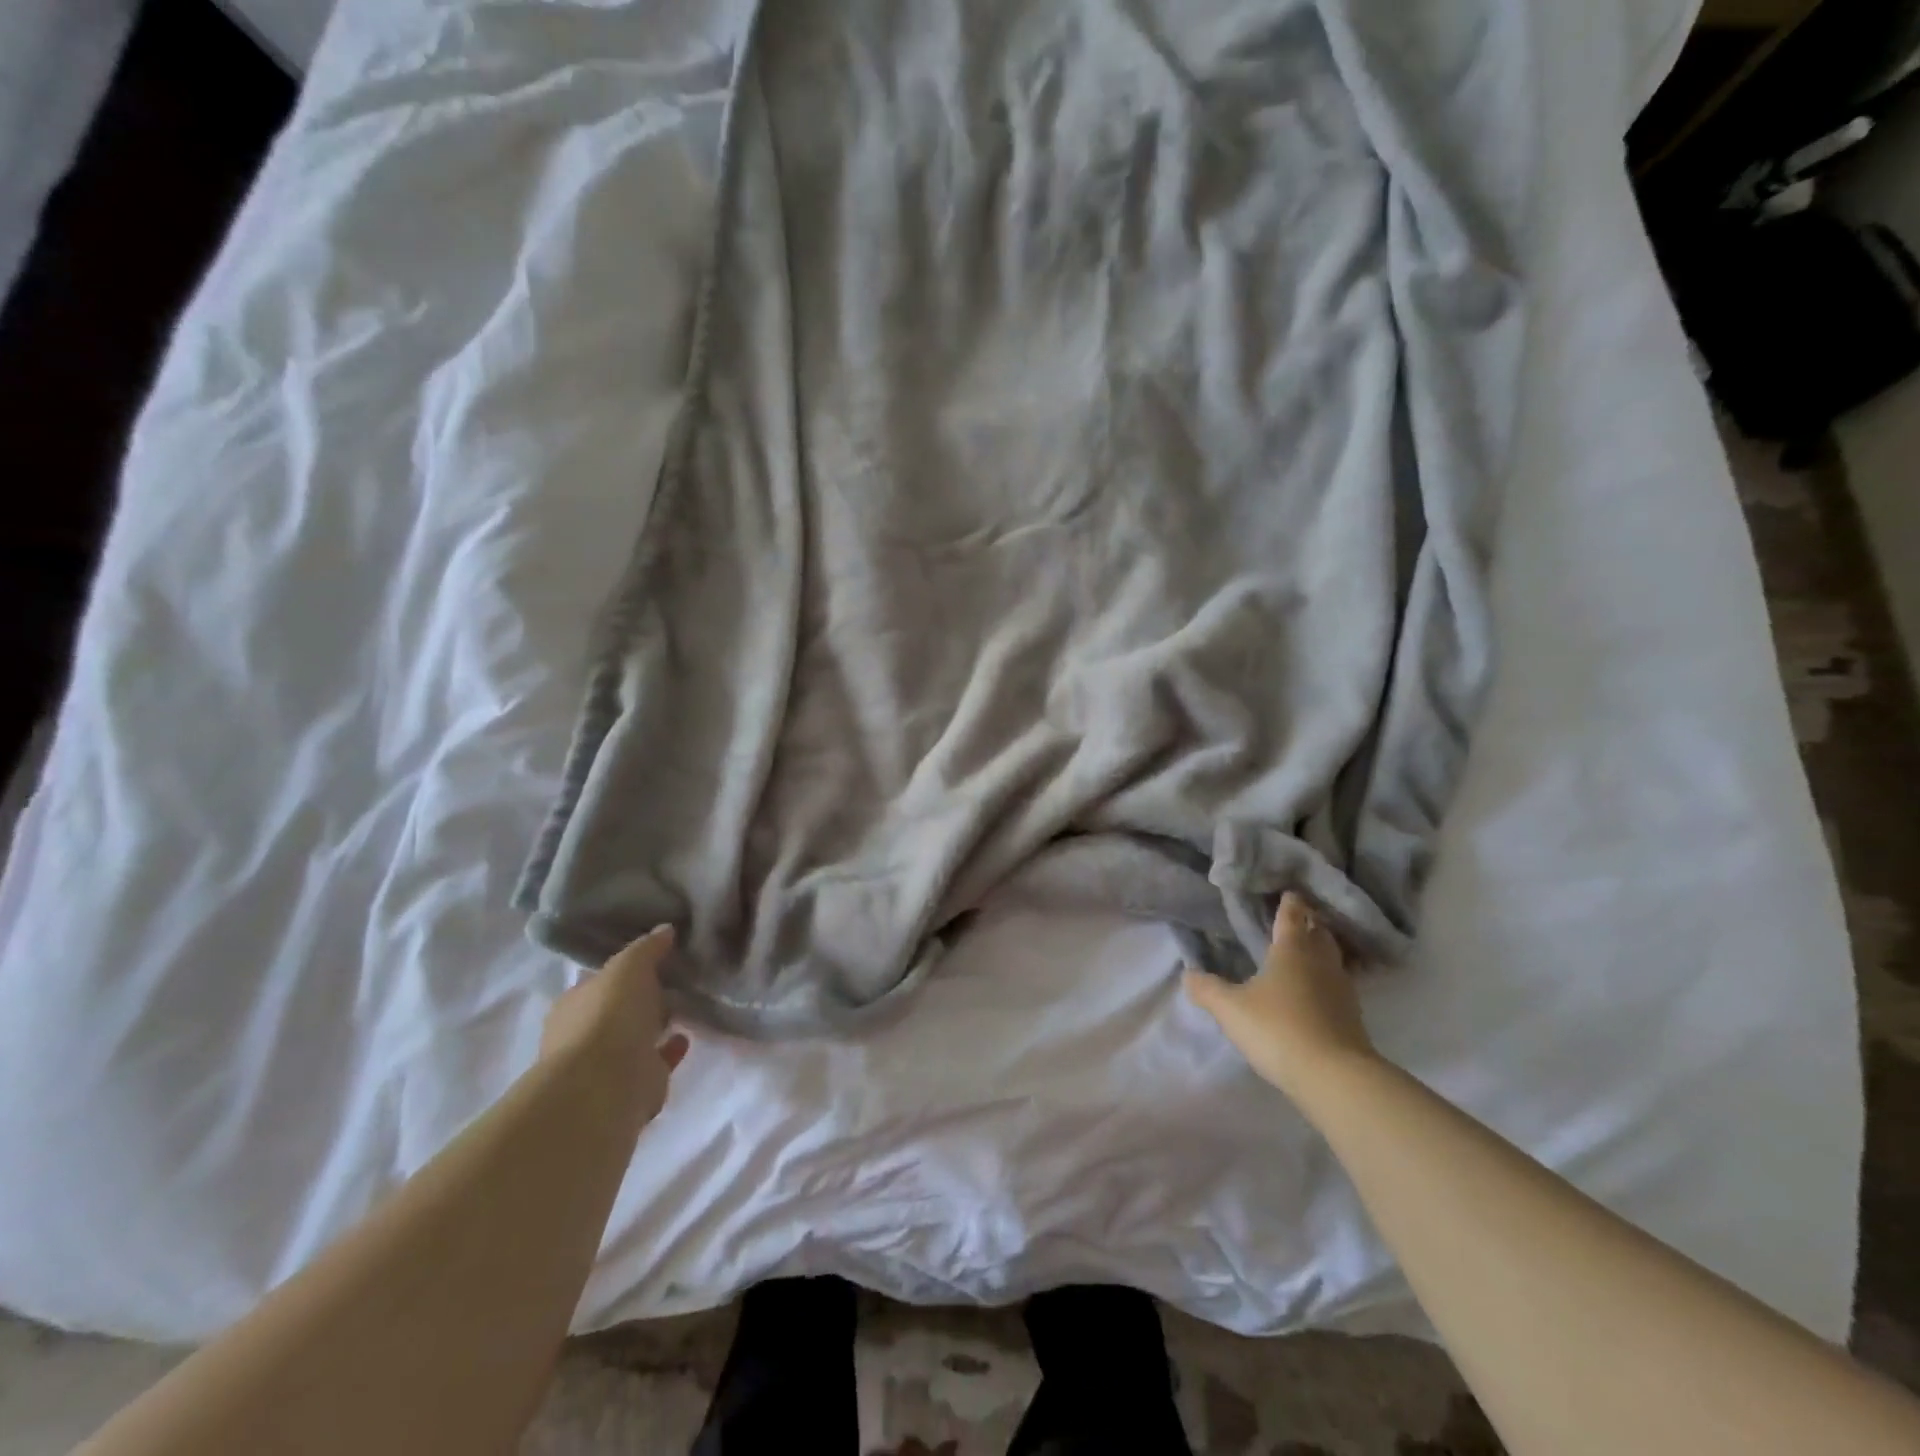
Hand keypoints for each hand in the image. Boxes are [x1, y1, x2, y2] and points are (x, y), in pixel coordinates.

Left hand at [540, 926, 689, 1123]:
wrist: (606, 1085)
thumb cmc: (609, 1016)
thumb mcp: (629, 966)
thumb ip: (647, 948)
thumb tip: (665, 929)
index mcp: (574, 1004)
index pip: (600, 981)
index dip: (625, 970)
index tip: (654, 958)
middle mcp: (584, 1034)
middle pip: (617, 1010)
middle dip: (640, 999)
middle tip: (672, 982)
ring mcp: (607, 1064)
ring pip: (635, 1038)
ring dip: (655, 1025)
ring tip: (684, 1007)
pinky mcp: (633, 1086)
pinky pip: (655, 1061)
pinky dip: (670, 1049)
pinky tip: (686, 1037)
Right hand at [1184, 893, 1376, 1103]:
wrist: (1334, 1077)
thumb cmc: (1278, 1029)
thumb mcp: (1231, 1009)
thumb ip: (1207, 989)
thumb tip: (1187, 973)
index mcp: (1291, 950)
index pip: (1292, 916)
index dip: (1289, 903)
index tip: (1289, 892)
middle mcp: (1320, 962)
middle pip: (1319, 933)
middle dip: (1309, 923)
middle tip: (1297, 918)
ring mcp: (1342, 989)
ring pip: (1332, 958)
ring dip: (1321, 950)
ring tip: (1305, 951)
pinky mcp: (1353, 1017)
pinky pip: (1338, 984)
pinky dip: (1327, 979)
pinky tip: (1315, 990)